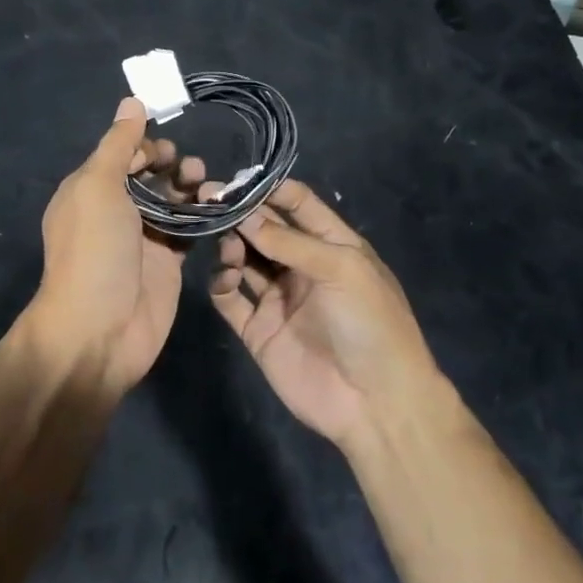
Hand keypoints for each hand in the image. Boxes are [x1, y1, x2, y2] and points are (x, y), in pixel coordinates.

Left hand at [27, 97, 205, 393]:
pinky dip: (203, 217)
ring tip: (207, 187)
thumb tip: (132, 100)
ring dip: (190, 188)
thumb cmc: (94, 251)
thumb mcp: (98, 187)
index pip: (120, 154)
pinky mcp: (168, 264)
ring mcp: (143, 239)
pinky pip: (188, 231)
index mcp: (90, 190)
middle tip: (189, 169)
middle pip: (149, 175)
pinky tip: (219, 209)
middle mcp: (115, 211)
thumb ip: (118, 144)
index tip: (166, 148)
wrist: (99, 331)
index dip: (144, 145)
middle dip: (171, 164)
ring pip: (172, 201)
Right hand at [210, 180, 442, 446]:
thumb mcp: (341, 269)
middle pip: (264, 230)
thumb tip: (245, 214)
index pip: (297, 204)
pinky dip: (222, 283)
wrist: (376, 403)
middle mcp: (302, 267)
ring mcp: (279, 299)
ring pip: (245, 260)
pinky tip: (225, 277)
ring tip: (226, 244)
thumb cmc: (370, 323)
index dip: (269, 189)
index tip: (236, 179)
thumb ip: (290, 241)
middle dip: (239, 213)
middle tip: (206, 199)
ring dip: (231, 245)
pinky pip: (231, 299)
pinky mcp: (258, 330)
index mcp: (331, 246)